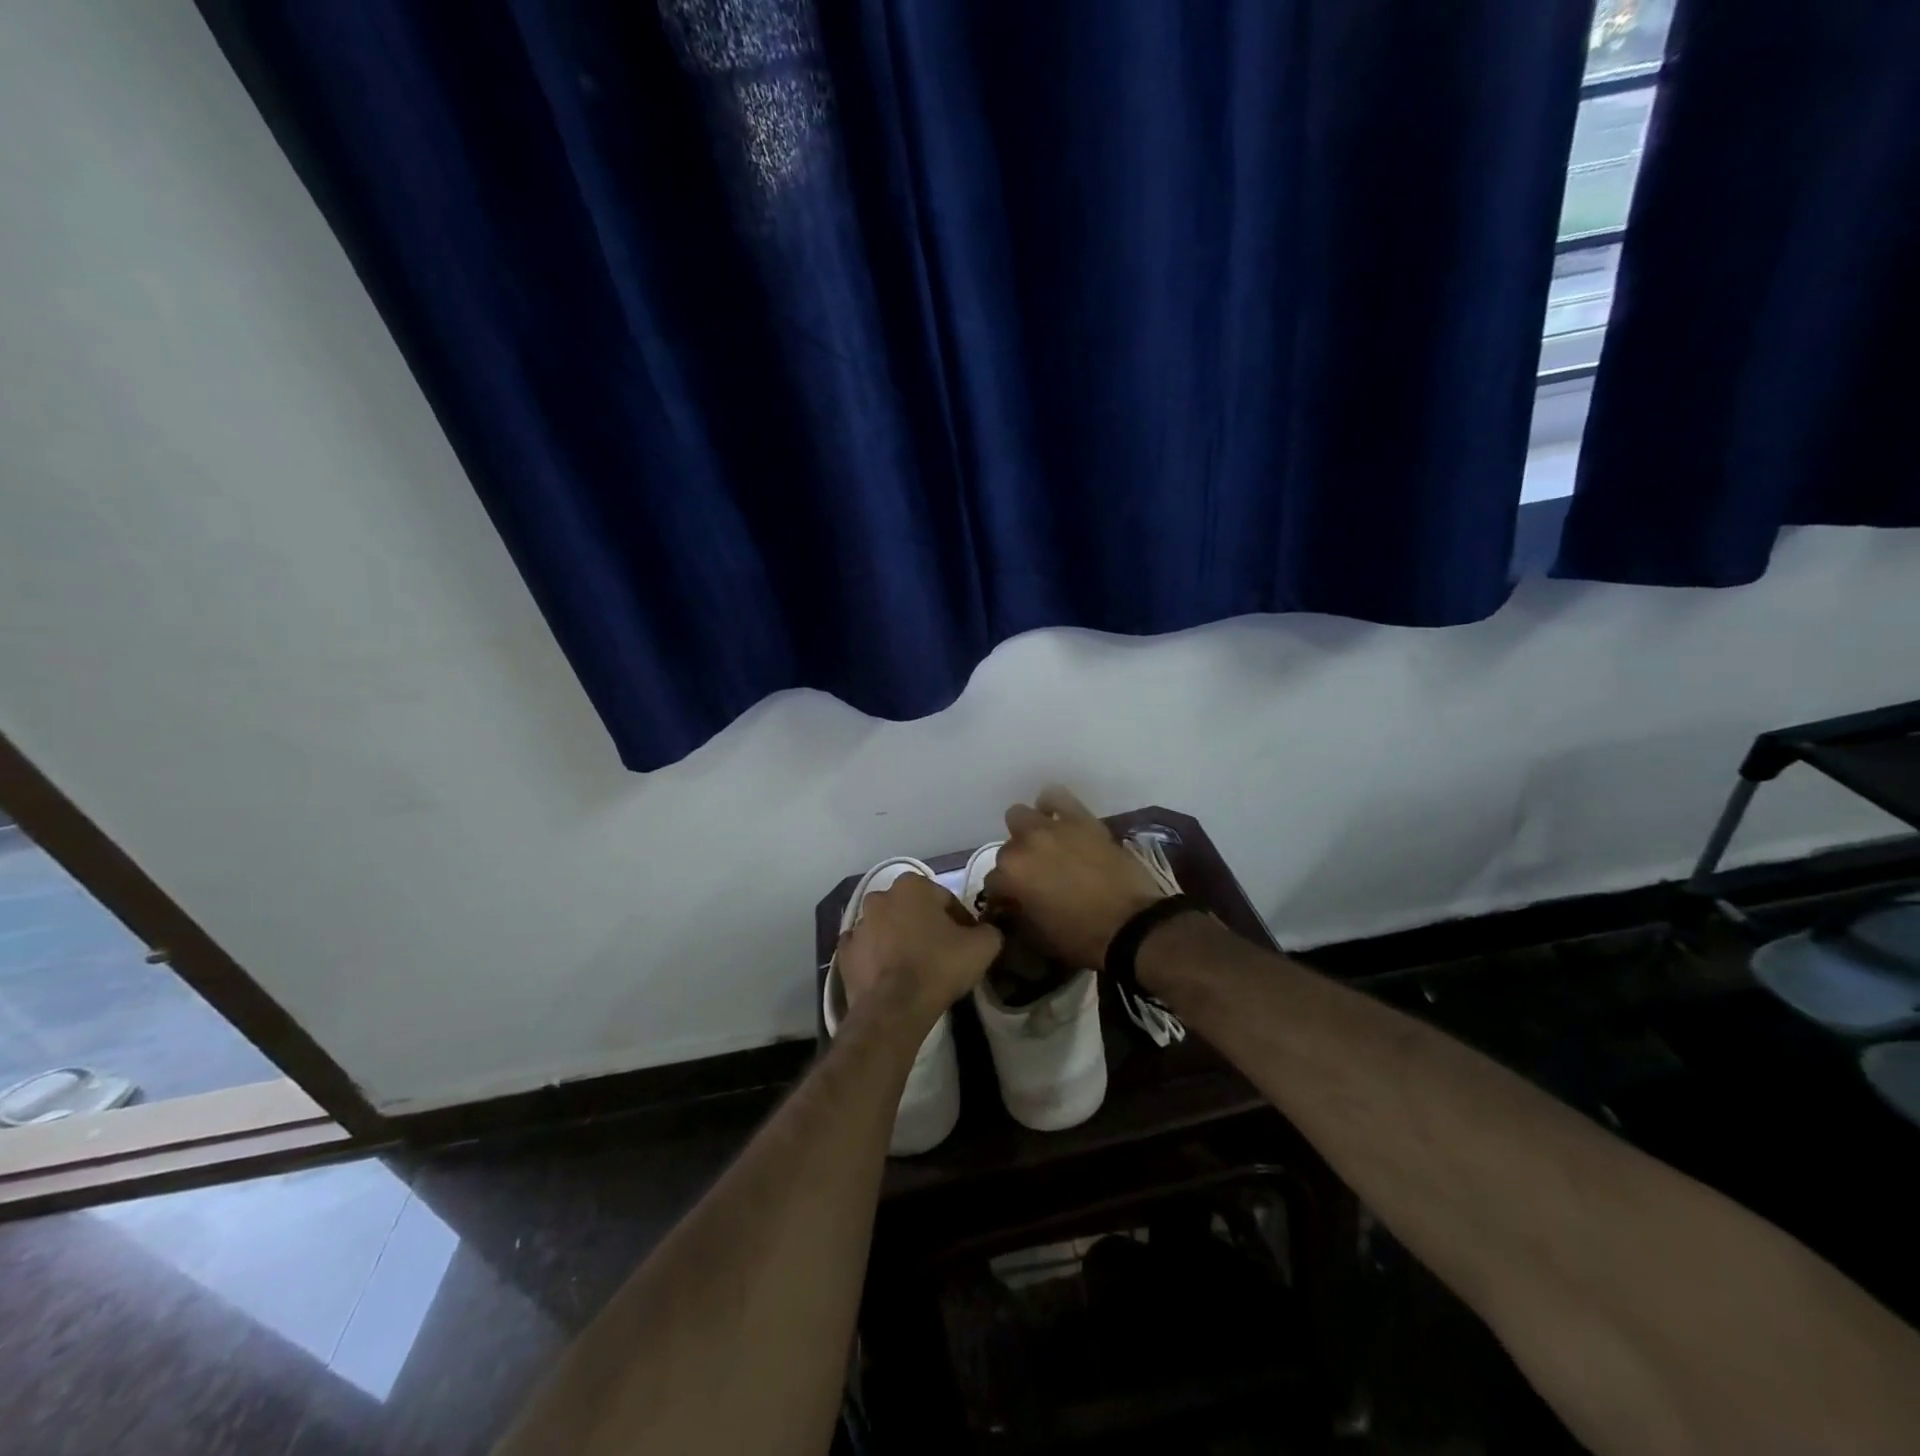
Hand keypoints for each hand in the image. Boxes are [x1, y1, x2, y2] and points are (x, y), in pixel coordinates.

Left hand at [838, 874, 1001, 1027]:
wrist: (895, 1007)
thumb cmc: (939, 966)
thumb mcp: (983, 946)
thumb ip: (989, 930)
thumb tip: (985, 932)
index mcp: (912, 885)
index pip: (945, 900)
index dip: (961, 922)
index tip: (968, 943)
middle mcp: (881, 896)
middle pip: (913, 910)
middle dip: (927, 926)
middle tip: (943, 954)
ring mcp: (858, 924)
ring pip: (888, 928)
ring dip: (900, 940)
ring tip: (917, 967)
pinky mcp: (844, 953)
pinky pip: (867, 950)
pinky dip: (878, 958)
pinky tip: (892, 975)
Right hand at [985, 787, 1169, 969]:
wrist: (1133, 926)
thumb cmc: (1082, 939)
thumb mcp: (1038, 936)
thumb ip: (1018, 914)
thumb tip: (1013, 905)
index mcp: (1010, 875)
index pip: (993, 881)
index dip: (1004, 895)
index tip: (1015, 903)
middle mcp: (1024, 845)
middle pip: (1007, 848)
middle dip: (1017, 863)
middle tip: (1035, 877)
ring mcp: (1052, 828)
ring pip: (1021, 816)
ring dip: (1027, 832)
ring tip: (1045, 847)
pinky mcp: (1081, 819)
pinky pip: (1055, 797)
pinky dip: (1052, 807)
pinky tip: (1059, 821)